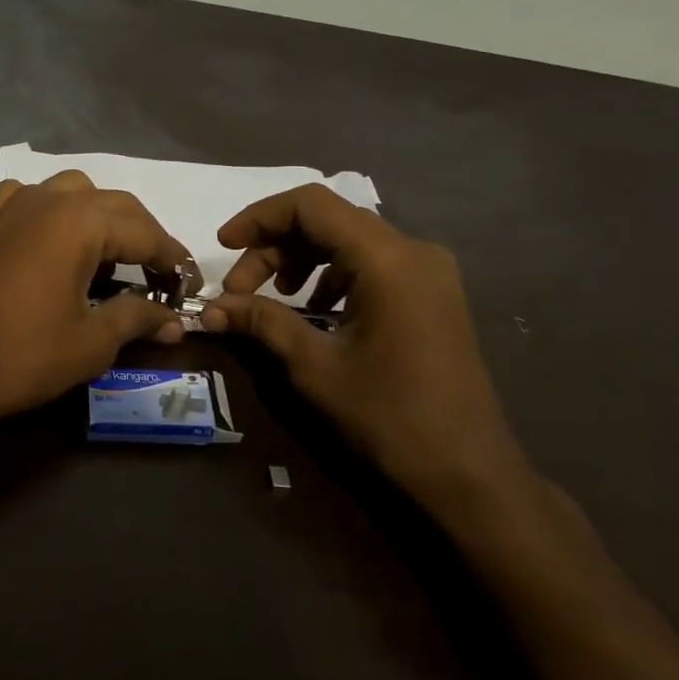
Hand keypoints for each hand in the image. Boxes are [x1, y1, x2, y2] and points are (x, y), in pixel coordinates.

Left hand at [0, 172, 190, 435]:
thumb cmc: (23, 354)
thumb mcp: (92, 341)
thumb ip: (138, 318)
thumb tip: (176, 323)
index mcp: (82, 221)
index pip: (146, 233)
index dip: (173, 259)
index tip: (190, 283)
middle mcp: (50, 199)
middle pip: (115, 206)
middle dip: (144, 236)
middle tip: (160, 274)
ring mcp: (13, 205)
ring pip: (73, 192)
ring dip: (101, 218)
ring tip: (109, 258)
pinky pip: (30, 199)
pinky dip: (53, 213)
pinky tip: (52, 240)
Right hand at [202, 185, 530, 515]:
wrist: (468, 473)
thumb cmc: (389, 418)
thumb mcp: (315, 367)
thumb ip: (262, 322)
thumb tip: (210, 308)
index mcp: (387, 259)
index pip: (310, 205)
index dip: (258, 218)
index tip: (222, 246)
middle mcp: (413, 250)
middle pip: (328, 220)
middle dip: (274, 246)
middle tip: (239, 291)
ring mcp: (429, 271)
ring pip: (349, 240)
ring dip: (301, 260)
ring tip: (273, 299)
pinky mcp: (433, 293)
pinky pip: (372, 263)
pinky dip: (333, 275)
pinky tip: (316, 311)